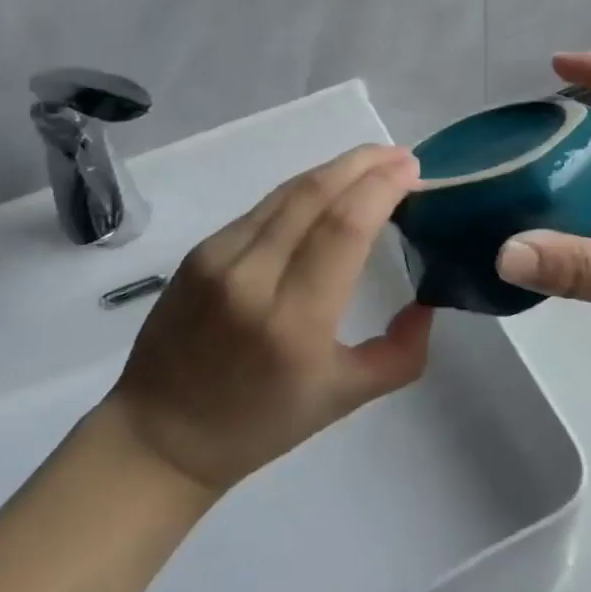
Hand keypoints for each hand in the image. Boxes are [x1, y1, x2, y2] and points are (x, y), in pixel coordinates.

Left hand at [107, 145, 432, 491]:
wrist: (162, 435)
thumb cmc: (259, 425)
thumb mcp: (344, 399)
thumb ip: (400, 354)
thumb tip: (427, 304)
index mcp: (294, 322)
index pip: (344, 227)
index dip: (381, 188)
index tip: (413, 170)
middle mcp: (253, 278)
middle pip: (316, 194)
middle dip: (364, 163)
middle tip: (401, 156)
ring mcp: (219, 258)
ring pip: (288, 192)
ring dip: (335, 169)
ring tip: (372, 163)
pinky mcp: (200, 251)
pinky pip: (263, 208)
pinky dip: (303, 191)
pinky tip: (326, 191)